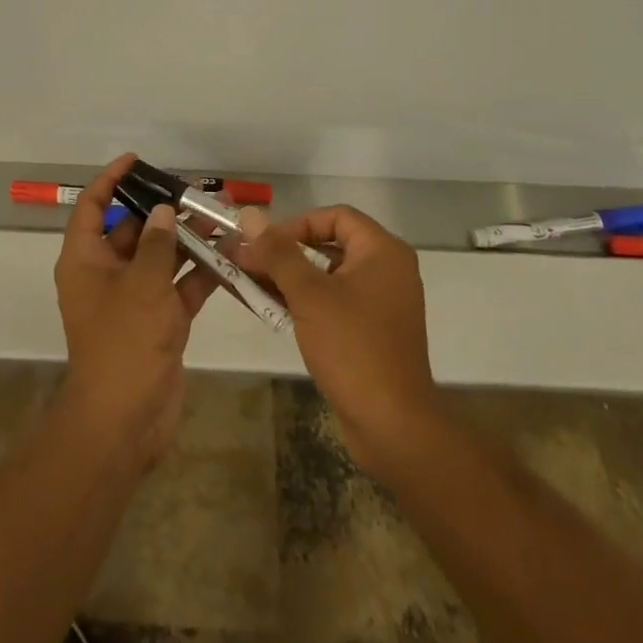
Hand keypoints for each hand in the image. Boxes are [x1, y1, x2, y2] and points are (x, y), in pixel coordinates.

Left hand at [54, 154, 217, 467]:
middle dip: (163, 211)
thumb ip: (158, 243)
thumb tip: (165, 211)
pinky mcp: (159, 321)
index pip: (93, 207)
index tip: (136, 160)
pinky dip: (200, 272)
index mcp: (85, 260)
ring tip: (220, 217)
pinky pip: (179, 286)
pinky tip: (230, 255)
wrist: (126, 420)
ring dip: (188, 240)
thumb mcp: (142, 284)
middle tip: (195, 192)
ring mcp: (134, 299)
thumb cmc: (124, 341)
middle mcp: (106, 274)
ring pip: (161, 258)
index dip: (110, 180)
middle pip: (134, 230)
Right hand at [234, 205, 439, 477]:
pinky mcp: (373, 333)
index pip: (334, 216)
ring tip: (250, 285)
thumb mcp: (308, 294)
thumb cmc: (352, 347)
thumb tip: (249, 215)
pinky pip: (334, 304)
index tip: (265, 243)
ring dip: (289, 279)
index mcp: (382, 251)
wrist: (393, 426)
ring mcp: (382, 304)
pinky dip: (305, 303)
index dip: (296, 223)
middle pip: (329, 245)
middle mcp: (387, 270)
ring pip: (328, 277)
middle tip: (248, 263)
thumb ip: (277, 252)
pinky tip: (270, 310)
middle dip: (285, 253)